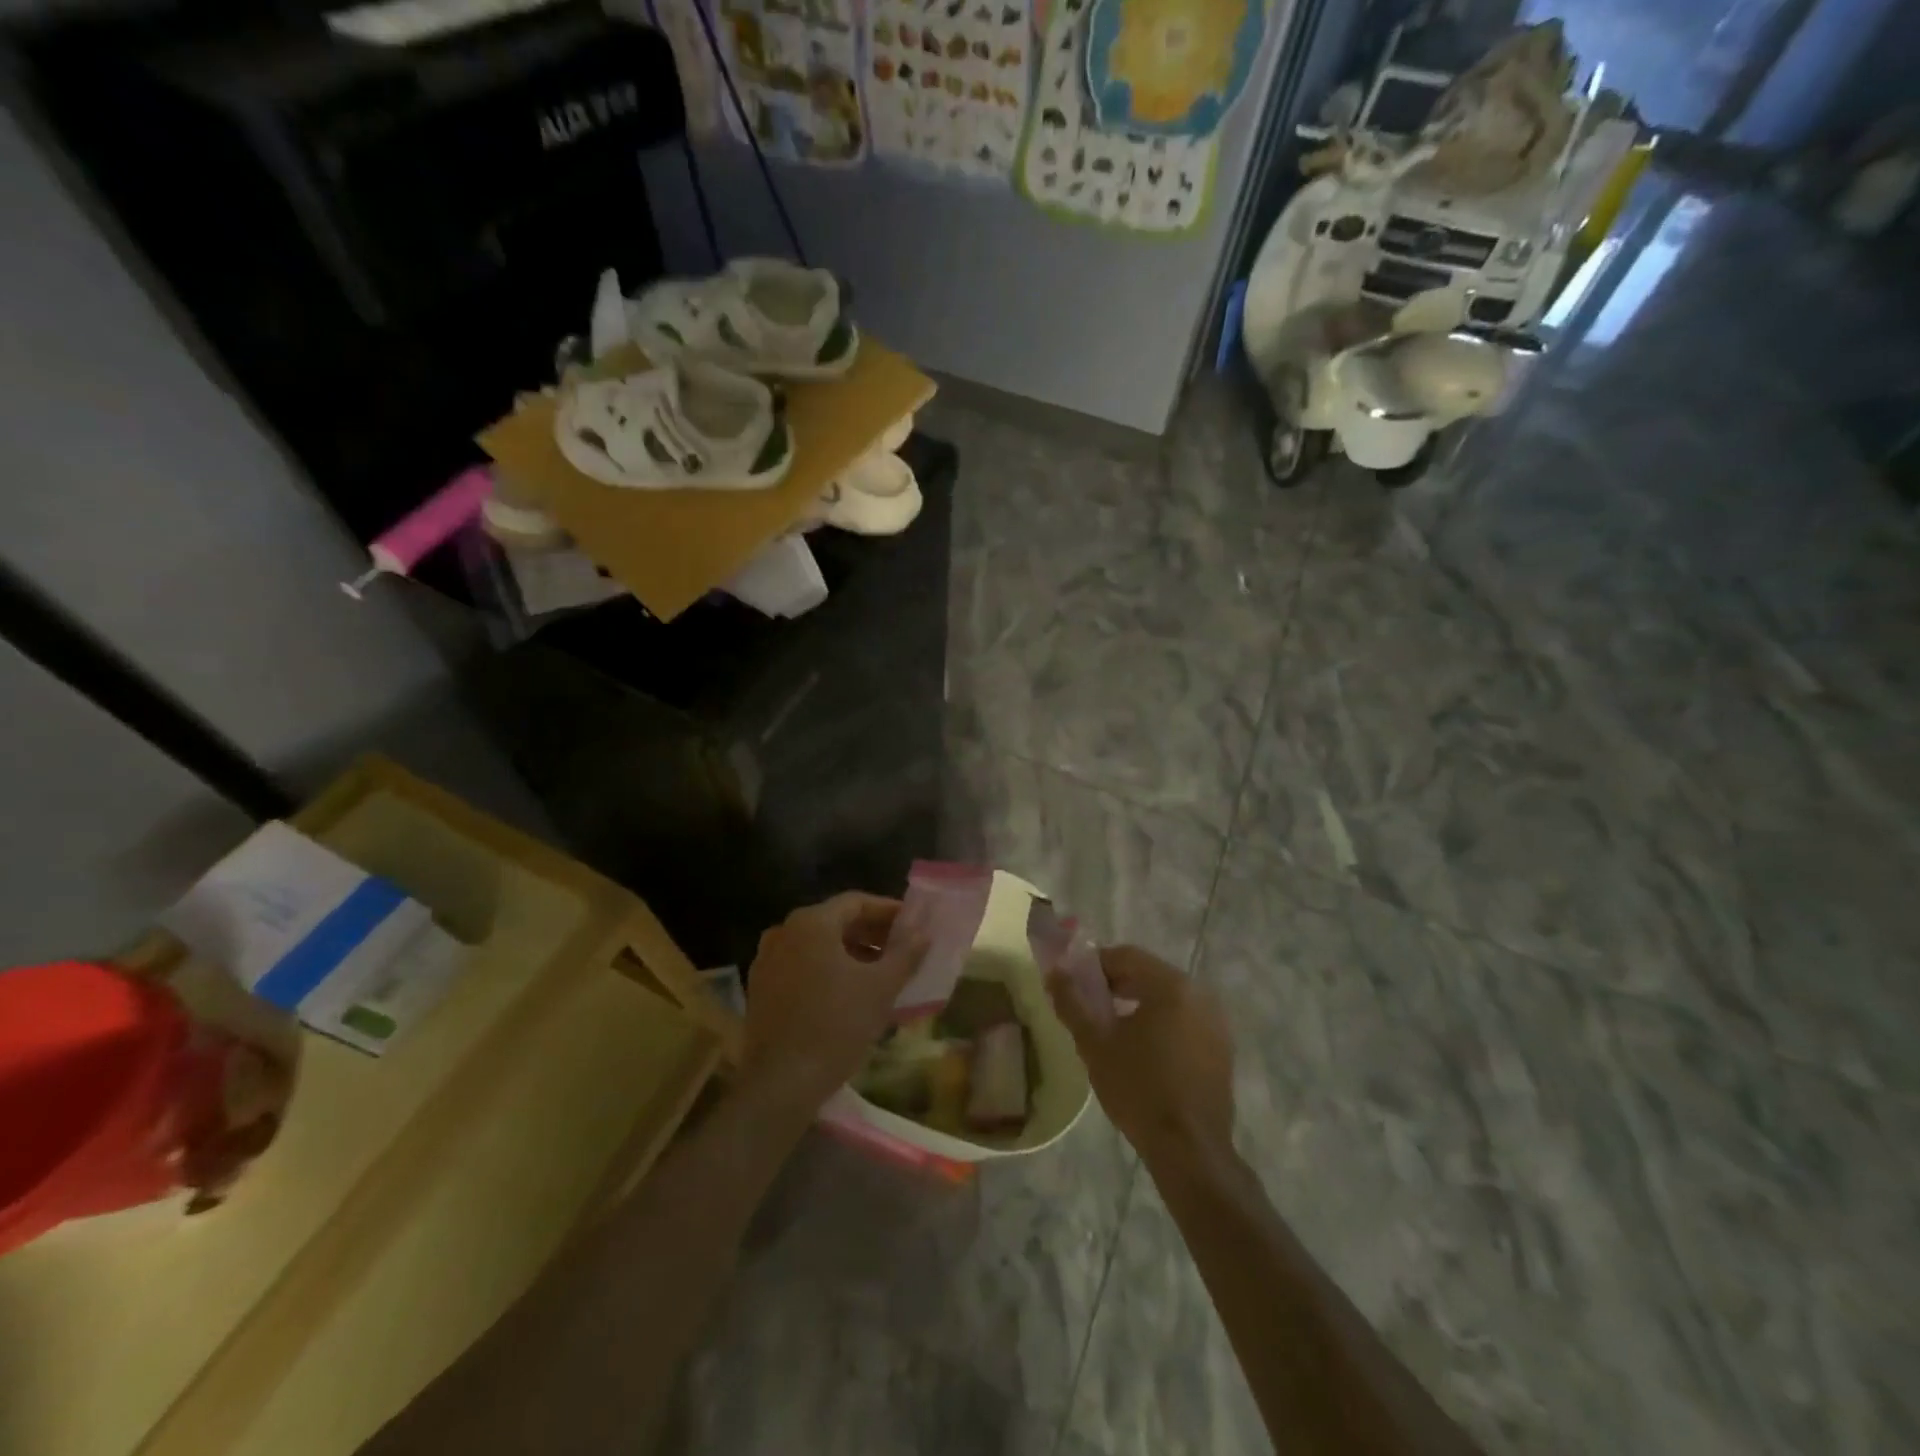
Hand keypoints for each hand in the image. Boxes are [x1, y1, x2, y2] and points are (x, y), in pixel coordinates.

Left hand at [743, 893, 929, 1106]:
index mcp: (811, 923)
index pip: (856, 902)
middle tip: (901, 950)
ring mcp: (767, 960)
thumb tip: (922, 933)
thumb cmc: (836, 1025)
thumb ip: (905, 954)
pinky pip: (802, 966)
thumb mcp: (881, 988)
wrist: (781, 1083)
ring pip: (818, 946)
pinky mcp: (760, 989)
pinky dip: (827, 971)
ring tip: (880, 973)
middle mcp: (784, 932)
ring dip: (850, 953)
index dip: (888, 911)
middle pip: (835, 922)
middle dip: (871, 933)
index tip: (913, 926)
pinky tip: (848, 993)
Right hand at [1048, 946, 1235, 1170]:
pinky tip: (1140, 1049)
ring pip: (1166, 998)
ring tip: (1109, 1028)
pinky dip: (1159, 1023)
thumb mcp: (1095, 1043)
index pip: (1126, 955)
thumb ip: (1072, 1002)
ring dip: (1136, 1003)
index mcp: (1171, 985)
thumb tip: (1054, 972)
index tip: (1071, 983)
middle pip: (1148, 974)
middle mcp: (1199, 994)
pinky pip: (1183, 1020)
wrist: (1190, 1150)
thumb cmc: (1139, 1089)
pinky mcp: (1221, 1048)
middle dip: (1114, 984)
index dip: (1093, 964)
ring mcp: (1215, 1022)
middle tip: (1086, 1005)